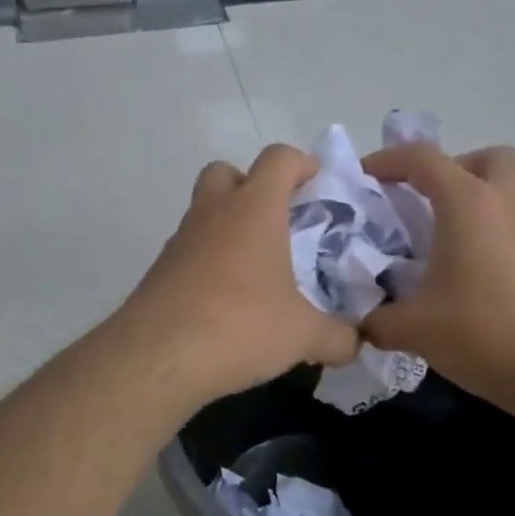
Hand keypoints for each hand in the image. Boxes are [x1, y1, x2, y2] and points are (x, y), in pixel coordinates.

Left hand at [116, 144, 359, 406]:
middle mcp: (213, 212)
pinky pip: (190, 250)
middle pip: (228, 172)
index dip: (302, 164)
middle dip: (253, 187)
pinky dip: (208, 261)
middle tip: (278, 223)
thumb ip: (338, 336)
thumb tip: (357, 343)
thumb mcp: (303, 336)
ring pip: (204, 211)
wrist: (157, 357)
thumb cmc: (241, 326)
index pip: (279, 158)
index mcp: (254, 209)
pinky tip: (226, 301)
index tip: (318, 187)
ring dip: (228, 226)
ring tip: (256, 270)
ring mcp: (180, 239)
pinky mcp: (160, 270)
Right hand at [359, 143, 514, 407]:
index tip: (362, 179)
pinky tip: (463, 270)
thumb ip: (376, 320)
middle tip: (423, 200)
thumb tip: (360, 322)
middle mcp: (504, 202)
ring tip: (439, 237)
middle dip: (450, 169)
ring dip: (471, 199)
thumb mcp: (414, 328)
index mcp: (467, 202)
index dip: (386, 161)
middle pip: (484, 158)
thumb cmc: (484, 331)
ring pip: (504, 189)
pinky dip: (486, 230)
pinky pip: (511, 222)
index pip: (422, 158)